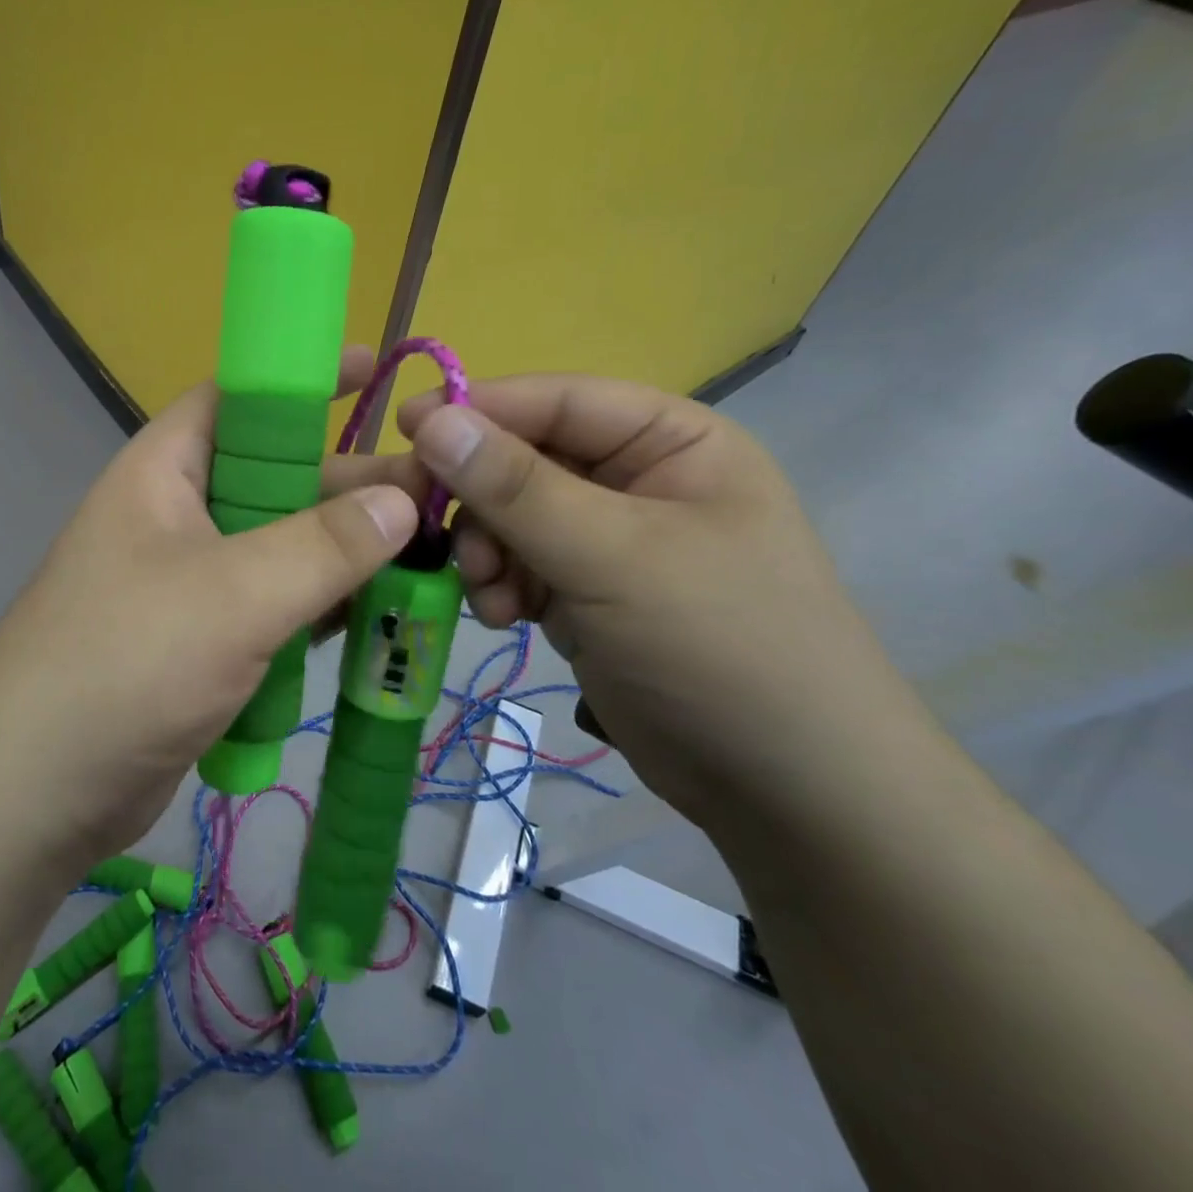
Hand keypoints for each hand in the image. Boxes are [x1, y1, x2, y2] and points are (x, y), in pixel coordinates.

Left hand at [0, 348, 421, 860]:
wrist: (36, 792)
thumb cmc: (128, 664)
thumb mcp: (234, 593)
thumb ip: (324, 545)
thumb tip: (403, 500)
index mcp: (165, 472)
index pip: (237, 399)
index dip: (302, 382)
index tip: (373, 374)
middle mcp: (176, 516)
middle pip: (274, 477)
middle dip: (347, 483)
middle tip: (432, 490)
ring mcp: (189, 582)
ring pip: (280, 547)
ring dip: (342, 552)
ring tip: (426, 554)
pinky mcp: (202, 641)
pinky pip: (273, 605)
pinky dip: (318, 607)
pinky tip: (374, 615)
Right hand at [398, 374, 909, 824]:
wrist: (786, 792)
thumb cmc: (720, 647)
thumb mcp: (615, 557)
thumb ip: (517, 487)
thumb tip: (431, 420)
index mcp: (671, 441)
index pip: (558, 400)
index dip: (481, 408)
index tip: (406, 427)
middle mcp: (638, 479)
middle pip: (526, 460)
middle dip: (483, 502)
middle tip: (445, 540)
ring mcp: (610, 539)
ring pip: (512, 516)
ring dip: (488, 551)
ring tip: (492, 596)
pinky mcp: (587, 591)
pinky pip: (519, 564)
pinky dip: (501, 586)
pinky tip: (506, 619)